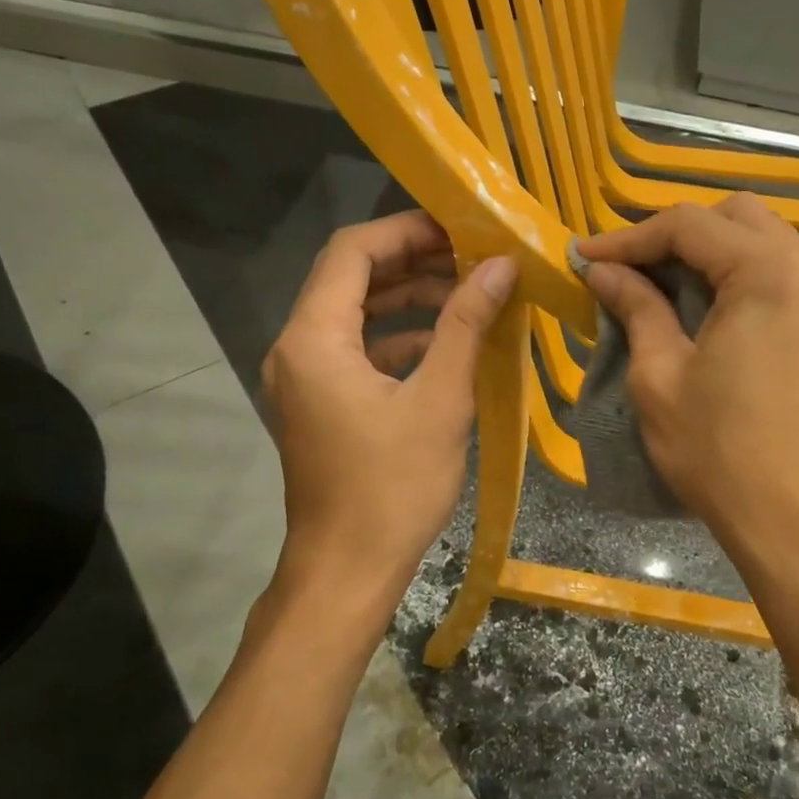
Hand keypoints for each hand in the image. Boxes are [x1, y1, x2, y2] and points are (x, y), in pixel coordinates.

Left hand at [261, 211, 514, 615]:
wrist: (347, 571)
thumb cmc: (392, 488)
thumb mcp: (440, 401)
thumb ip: (466, 325)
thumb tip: (501, 266)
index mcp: (314, 338)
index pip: (352, 251)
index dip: (406, 229)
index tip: (460, 227)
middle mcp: (297, 348)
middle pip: (350, 278)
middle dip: (412, 261)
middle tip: (473, 256)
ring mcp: (305, 379)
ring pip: (356, 316)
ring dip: (409, 299)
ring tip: (469, 293)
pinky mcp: (321, 405)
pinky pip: (357, 352)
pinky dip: (399, 339)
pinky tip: (446, 344)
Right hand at [577, 194, 798, 561]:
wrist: (798, 519)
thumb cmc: (719, 452)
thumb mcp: (660, 376)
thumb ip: (635, 308)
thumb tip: (602, 271)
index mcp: (768, 272)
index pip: (689, 225)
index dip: (629, 238)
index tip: (585, 258)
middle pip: (734, 218)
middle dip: (674, 235)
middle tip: (625, 269)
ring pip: (763, 241)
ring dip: (709, 252)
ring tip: (659, 285)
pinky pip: (784, 273)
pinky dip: (740, 275)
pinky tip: (707, 306)